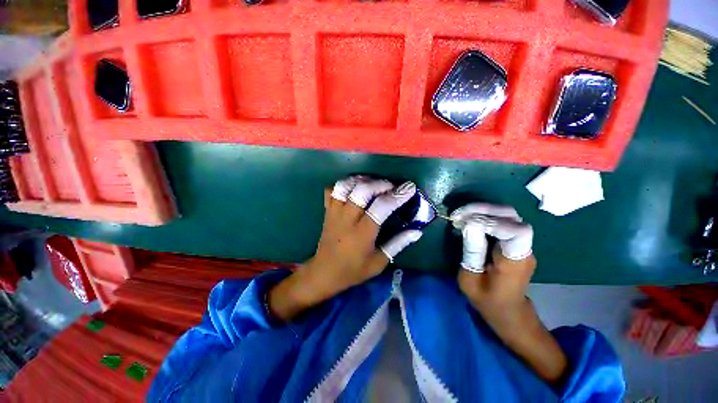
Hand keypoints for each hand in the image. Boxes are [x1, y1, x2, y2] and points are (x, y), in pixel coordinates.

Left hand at [269, 176, 422, 320]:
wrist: (324, 273)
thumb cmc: (353, 270)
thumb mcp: (379, 262)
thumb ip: (398, 244)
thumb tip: (417, 231)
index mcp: (362, 233)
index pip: (381, 207)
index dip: (397, 195)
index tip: (409, 187)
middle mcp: (347, 218)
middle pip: (362, 190)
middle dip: (380, 183)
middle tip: (391, 186)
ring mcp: (335, 212)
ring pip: (345, 186)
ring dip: (361, 180)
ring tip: (373, 183)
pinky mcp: (327, 211)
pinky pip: (331, 190)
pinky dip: (343, 184)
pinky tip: (353, 188)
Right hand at [450, 203, 534, 314]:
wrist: (507, 309)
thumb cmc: (487, 300)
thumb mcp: (471, 280)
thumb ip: (472, 252)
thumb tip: (469, 224)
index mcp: (515, 262)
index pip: (517, 232)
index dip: (491, 222)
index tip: (465, 224)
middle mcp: (523, 248)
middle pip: (511, 215)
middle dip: (482, 210)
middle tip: (457, 215)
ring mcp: (521, 242)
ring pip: (506, 213)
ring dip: (481, 210)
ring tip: (459, 216)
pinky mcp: (513, 239)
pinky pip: (501, 219)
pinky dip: (482, 214)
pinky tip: (467, 219)